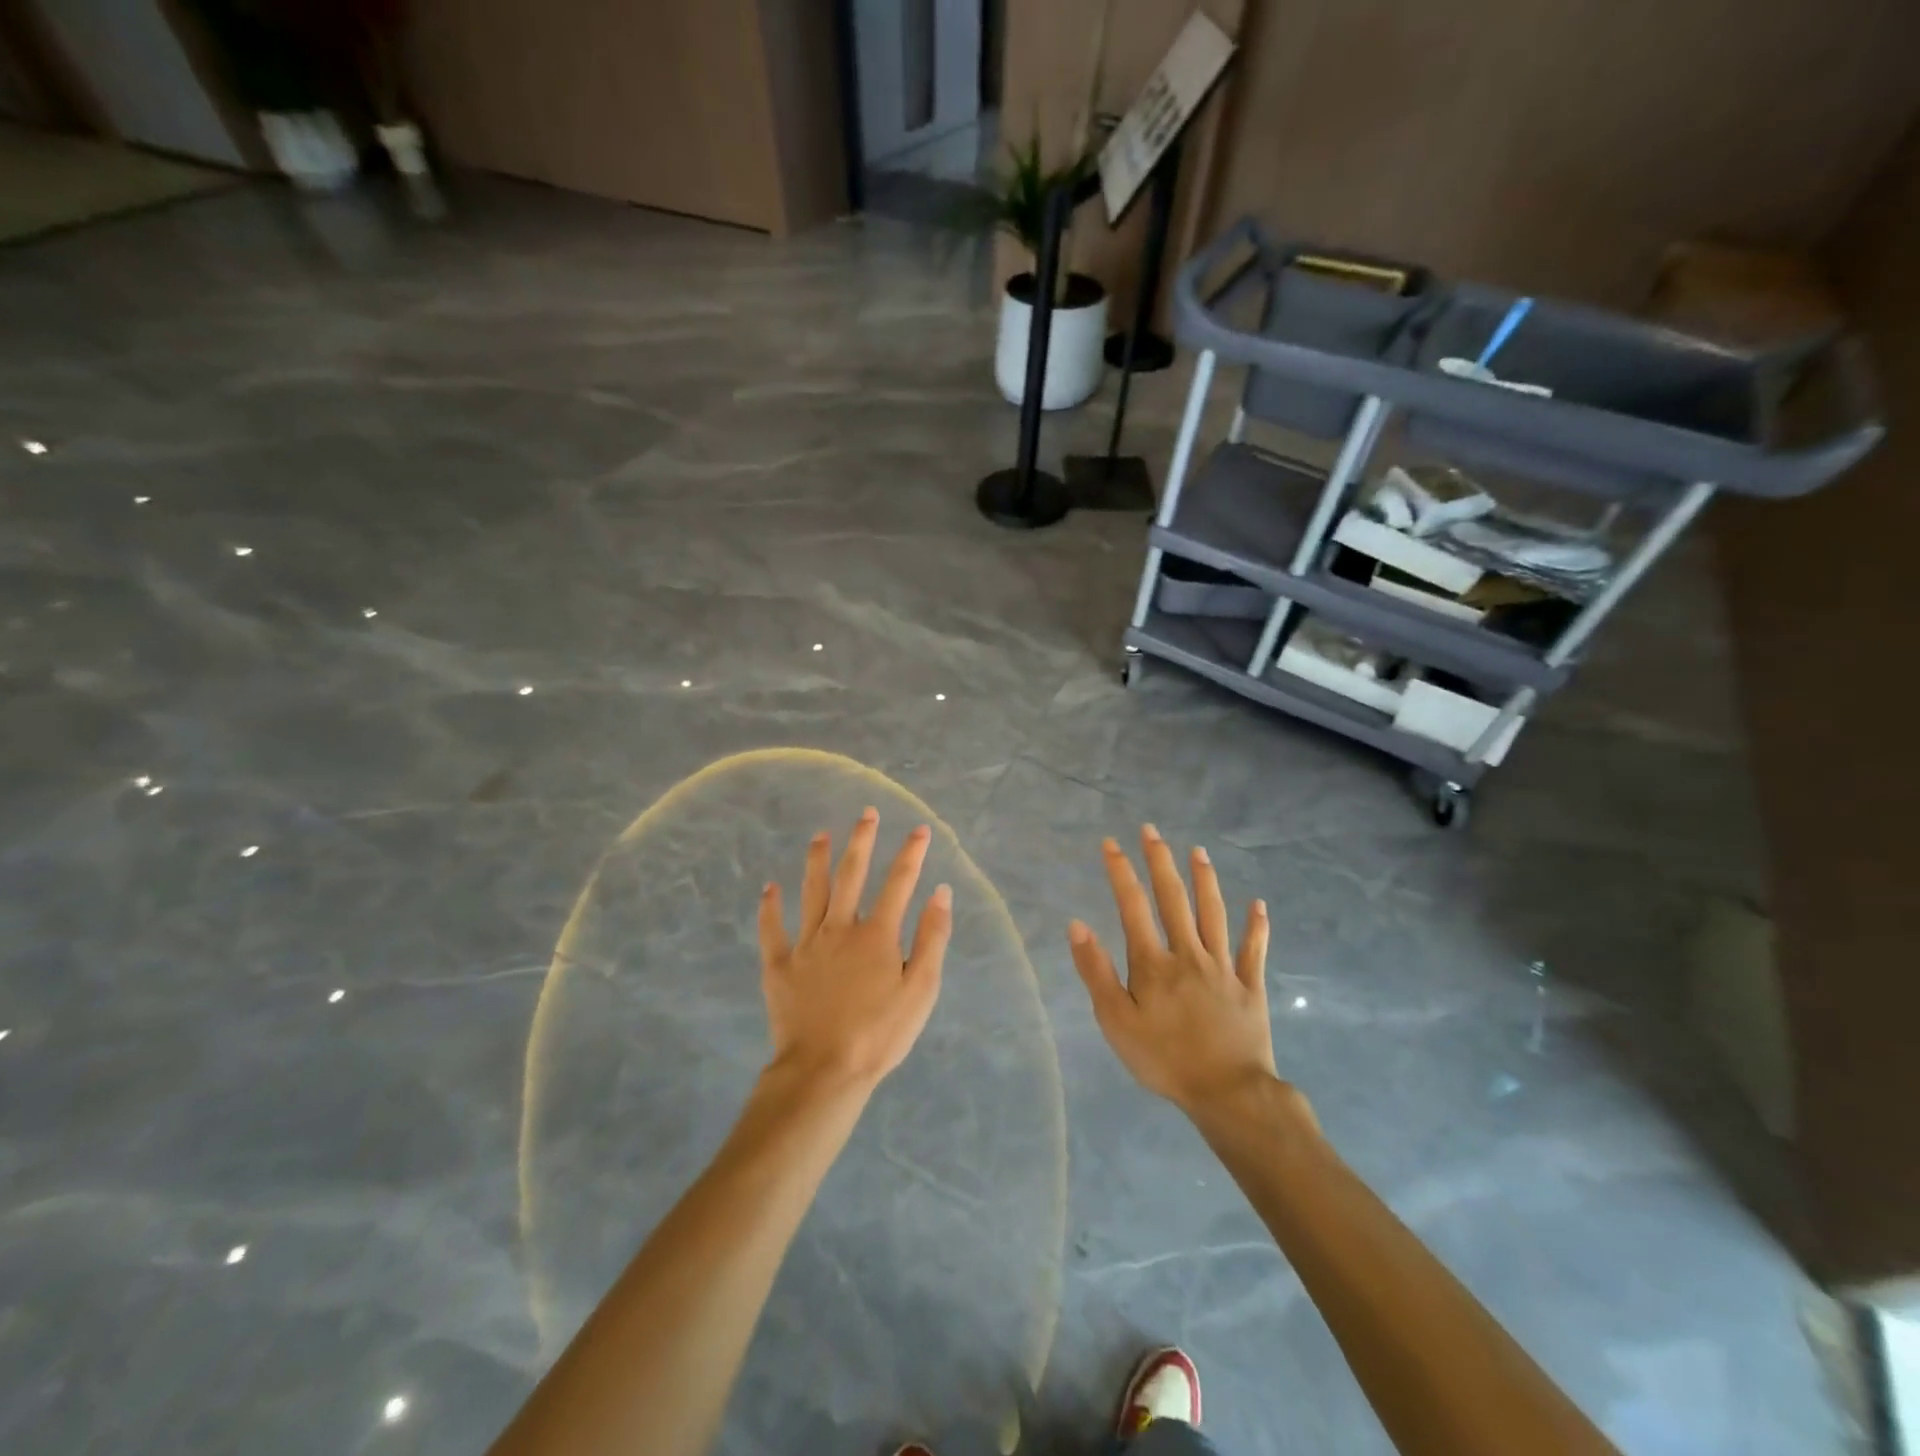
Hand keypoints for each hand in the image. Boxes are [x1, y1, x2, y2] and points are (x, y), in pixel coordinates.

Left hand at [757, 809, 952, 1094]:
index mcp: (877, 935)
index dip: (911, 853)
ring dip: (816, 861)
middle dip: (861, 841)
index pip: (899, 883)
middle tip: (866, 813)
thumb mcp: (921, 990)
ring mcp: (806, 945)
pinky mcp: (778, 966)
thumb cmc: (880, 1034)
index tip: (920, 829)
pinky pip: (772, 930)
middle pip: (851, 875)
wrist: (824, 1070)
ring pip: (811, 892)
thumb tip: (940, 892)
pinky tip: (769, 888)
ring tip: (820, 835)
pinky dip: (769, 908)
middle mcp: (840, 928)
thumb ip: (931, 938)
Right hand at [1067, 825, 1276, 1114]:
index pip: (1132, 905)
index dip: (1120, 871)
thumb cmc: (1164, 1059)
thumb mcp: (1115, 1022)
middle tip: (1151, 831)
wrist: (1228, 1094)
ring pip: (1214, 913)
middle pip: (1174, 898)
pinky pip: (1254, 950)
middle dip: (1160, 861)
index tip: (1111, 843)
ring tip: (1198, 851)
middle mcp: (1189, 953)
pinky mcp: (1250, 986)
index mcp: (1153, 963)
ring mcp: (1223, 967)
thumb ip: (1097, 971)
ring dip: (1205, 880)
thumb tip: (1077, 924)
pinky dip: (1257, 926)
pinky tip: (1258, 905)